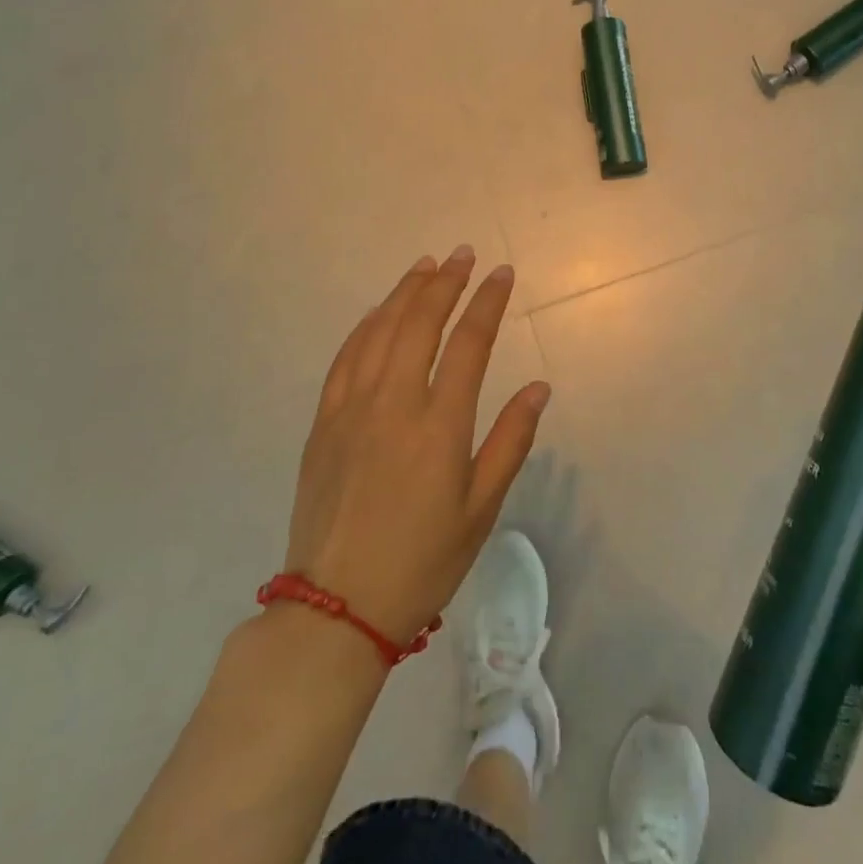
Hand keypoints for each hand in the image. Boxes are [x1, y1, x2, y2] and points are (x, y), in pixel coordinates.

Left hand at [285, 248, 550, 644]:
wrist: (336, 608)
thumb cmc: (422, 561)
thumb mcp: (481, 509)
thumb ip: (511, 441)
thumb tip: (539, 387)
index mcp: (439, 425)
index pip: (469, 343)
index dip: (488, 302)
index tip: (502, 273)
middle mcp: (393, 404)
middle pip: (420, 323)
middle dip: (446, 282)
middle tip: (464, 255)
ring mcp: (352, 409)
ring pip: (379, 331)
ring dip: (405, 293)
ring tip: (426, 266)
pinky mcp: (323, 422)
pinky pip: (345, 358)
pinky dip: (366, 325)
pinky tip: (377, 312)